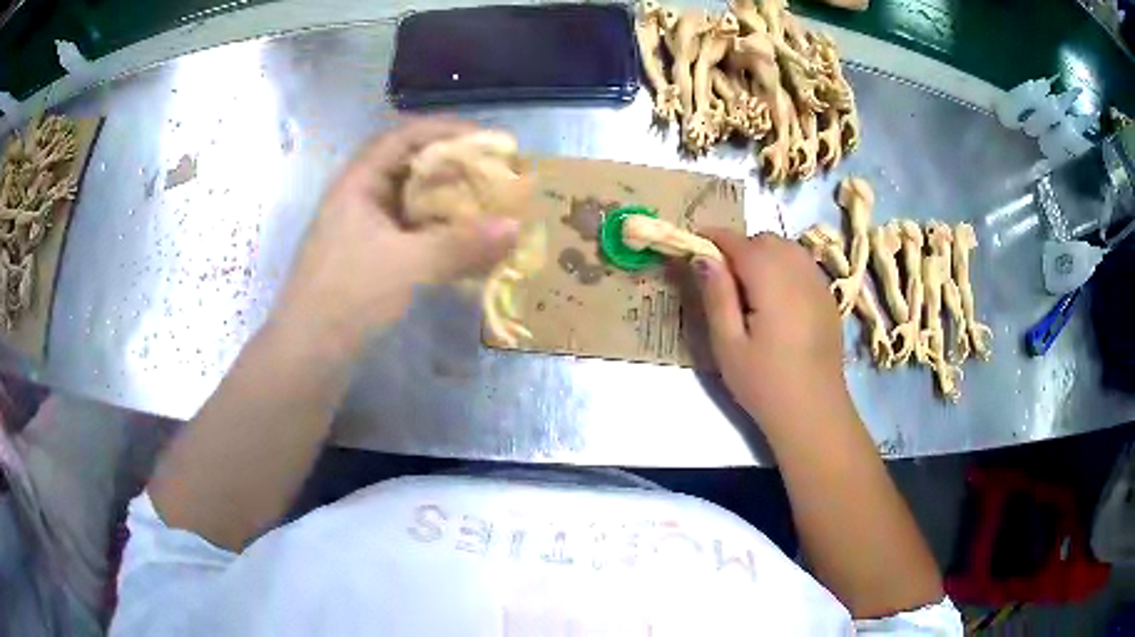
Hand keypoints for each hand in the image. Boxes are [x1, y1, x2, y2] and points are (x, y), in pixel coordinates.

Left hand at [275, 118, 518, 354]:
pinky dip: (437, 233)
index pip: (403, 136)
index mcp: (358, 183)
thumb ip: (461, 245)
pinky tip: (462, 245)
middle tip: (493, 177)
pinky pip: (409, 232)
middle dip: (452, 168)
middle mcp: (359, 198)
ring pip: (410, 202)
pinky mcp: (369, 258)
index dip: (445, 130)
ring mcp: (362, 230)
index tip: (486, 141)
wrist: (308, 354)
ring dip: (446, 202)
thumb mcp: (406, 265)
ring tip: (485, 208)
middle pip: (409, 166)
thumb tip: (515, 228)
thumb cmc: (347, 296)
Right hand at [694, 230, 853, 439]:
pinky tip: (777, 299)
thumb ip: (716, 294)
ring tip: (749, 288)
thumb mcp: (728, 344)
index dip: (713, 238)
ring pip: (787, 248)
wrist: (814, 412)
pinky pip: (802, 265)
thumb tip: (702, 256)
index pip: (738, 242)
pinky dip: (784, 266)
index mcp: (771, 279)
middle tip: (722, 278)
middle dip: (740, 247)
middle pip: (765, 240)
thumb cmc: (765, 383)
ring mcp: (819, 283)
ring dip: (764, 255)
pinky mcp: (828, 297)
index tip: (693, 245)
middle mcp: (799, 271)